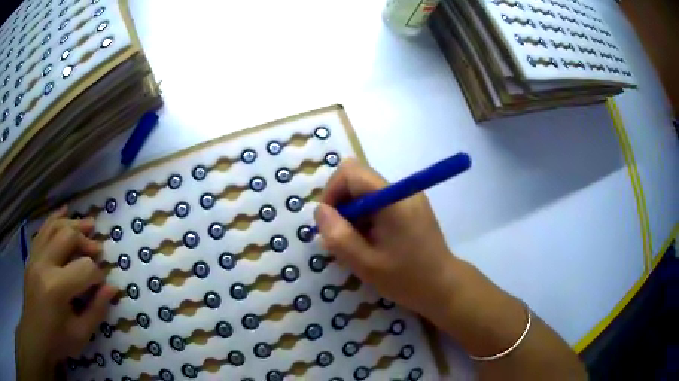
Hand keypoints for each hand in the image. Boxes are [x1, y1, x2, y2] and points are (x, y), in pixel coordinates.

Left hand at [15, 206, 116, 380]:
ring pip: (54, 227)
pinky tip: (65, 210)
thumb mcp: (81, 334)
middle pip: (68, 237)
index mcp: (57, 288)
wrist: (36, 334)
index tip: (103, 284)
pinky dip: (54, 217)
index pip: (84, 269)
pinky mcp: (31, 255)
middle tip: (98, 248)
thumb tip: (112, 287)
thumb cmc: (59, 340)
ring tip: (88, 224)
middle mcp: (44, 265)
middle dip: (86, 241)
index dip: (98, 275)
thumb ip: (97, 310)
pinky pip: (42, 229)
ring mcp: (35, 256)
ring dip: (73, 224)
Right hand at [313, 158, 455, 318]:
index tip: (330, 221)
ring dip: (353, 213)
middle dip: (341, 203)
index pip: (351, 172)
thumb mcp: (366, 264)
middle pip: (358, 179)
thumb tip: (320, 210)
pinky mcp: (411, 207)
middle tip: (342, 235)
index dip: (332, 191)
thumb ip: (339, 236)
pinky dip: (366, 217)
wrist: (443, 287)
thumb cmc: (407, 278)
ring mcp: (408, 197)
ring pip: (366, 191)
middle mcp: (402, 190)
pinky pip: (379, 201)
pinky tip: (371, 241)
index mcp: (393, 199)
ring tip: (358, 243)